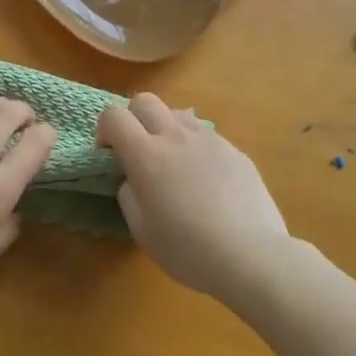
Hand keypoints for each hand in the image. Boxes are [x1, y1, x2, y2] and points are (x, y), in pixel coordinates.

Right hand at [97, 93, 289, 300]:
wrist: (250, 254)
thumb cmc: (187, 249)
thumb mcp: (142, 230)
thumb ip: (129, 194)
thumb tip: (132, 179)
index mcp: (146, 154)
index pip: (114, 116)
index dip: (105, 129)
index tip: (109, 154)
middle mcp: (175, 136)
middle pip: (145, 100)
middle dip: (133, 118)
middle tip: (137, 150)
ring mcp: (208, 139)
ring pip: (177, 113)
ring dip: (166, 129)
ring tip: (173, 162)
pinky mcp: (233, 149)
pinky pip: (205, 134)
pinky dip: (195, 146)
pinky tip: (205, 179)